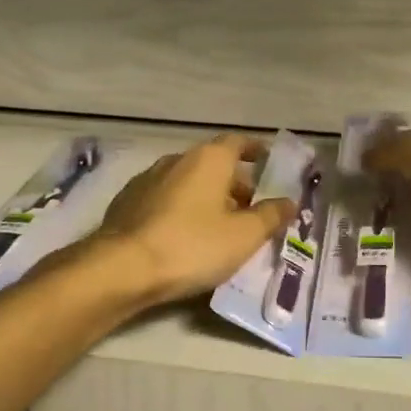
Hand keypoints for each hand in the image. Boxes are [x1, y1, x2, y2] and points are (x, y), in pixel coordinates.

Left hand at [91, 135, 296, 306]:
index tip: (268, 162)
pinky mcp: (127, 203)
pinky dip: (182, 210)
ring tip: (221, 226)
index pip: (237, 142)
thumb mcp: (244, 236)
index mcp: (208, 159)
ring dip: (207, 198)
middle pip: (213, 164)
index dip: (255, 150)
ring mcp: (147, 180)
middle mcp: (177, 160)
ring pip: (188, 182)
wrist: (122, 268)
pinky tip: (186, 236)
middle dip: (235, 183)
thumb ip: (271, 216)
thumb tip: (289, 202)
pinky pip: (165, 199)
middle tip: (252, 208)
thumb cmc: (192, 245)